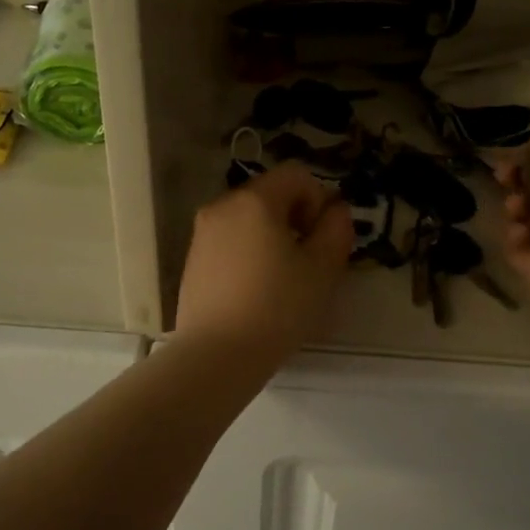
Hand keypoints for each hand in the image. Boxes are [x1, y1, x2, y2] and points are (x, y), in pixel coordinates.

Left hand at [176, 163, 353, 362]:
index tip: (321, 237)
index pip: (296, 175)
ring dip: (271, 237)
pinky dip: (248, 253)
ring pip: (248, 220)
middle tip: (308, 259)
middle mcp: (222, 206)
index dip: (318, 199)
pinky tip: (256, 291)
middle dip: (295, 218)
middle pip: (270, 194)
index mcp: (255, 200)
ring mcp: (202, 234)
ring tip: (282, 278)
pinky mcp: (192, 260)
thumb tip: (336, 210)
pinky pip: (229, 242)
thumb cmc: (277, 307)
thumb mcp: (322, 269)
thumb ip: (336, 229)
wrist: (217, 355)